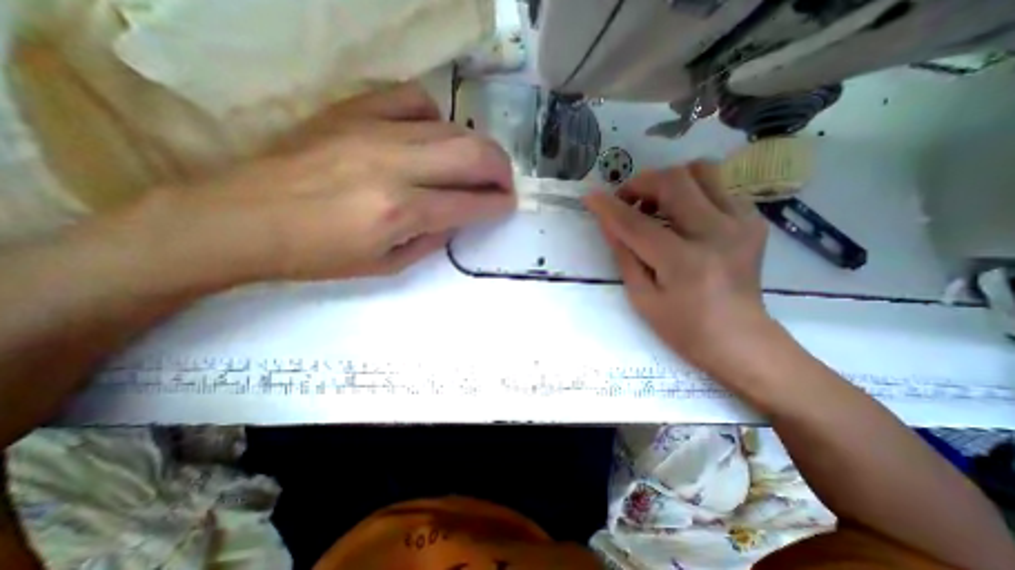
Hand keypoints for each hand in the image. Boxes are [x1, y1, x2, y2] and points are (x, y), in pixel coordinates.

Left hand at [157, 81, 517, 281]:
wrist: (242, 219)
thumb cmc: (317, 256)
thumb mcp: (386, 266)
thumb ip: (432, 240)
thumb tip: (458, 218)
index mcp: (401, 212)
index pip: (470, 203)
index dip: (498, 205)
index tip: (507, 205)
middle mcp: (395, 166)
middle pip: (473, 154)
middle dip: (501, 170)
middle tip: (503, 183)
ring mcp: (373, 131)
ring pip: (451, 127)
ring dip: (477, 147)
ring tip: (477, 164)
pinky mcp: (352, 111)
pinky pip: (412, 99)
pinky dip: (435, 117)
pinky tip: (431, 135)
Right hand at [582, 163, 773, 370]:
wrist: (739, 339)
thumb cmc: (683, 327)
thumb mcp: (641, 297)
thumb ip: (623, 255)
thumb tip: (608, 223)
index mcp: (684, 262)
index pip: (636, 223)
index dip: (609, 207)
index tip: (590, 197)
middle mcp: (717, 233)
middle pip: (674, 181)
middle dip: (640, 184)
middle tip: (627, 202)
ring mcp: (741, 223)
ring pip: (700, 171)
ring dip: (668, 182)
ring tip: (655, 204)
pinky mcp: (753, 221)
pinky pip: (717, 187)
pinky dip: (691, 193)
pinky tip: (682, 217)